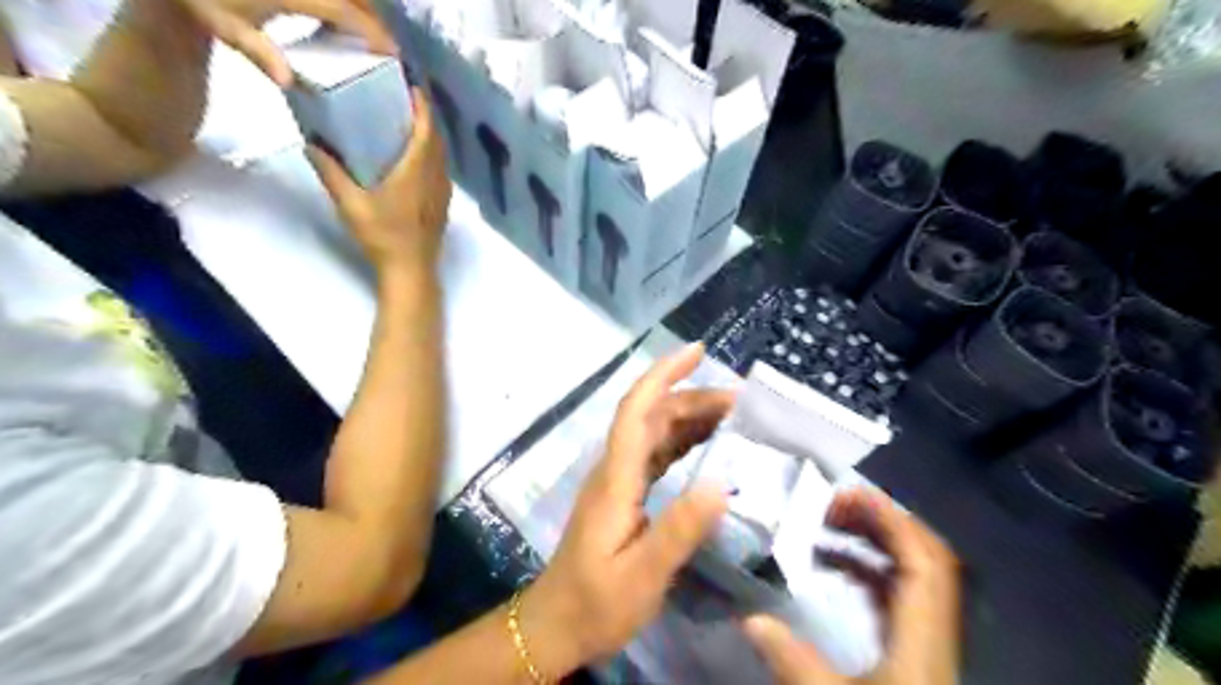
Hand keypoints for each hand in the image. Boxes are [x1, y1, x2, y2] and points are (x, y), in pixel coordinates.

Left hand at [173, 1, 395, 86]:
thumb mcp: (223, 25)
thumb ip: (257, 51)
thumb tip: (288, 82)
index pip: (343, 10)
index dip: (371, 30)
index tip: (393, 50)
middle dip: (373, 16)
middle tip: (386, 41)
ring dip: (360, 6)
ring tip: (370, 28)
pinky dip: (341, 5)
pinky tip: (340, 17)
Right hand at [310, 85, 452, 271]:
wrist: (412, 270)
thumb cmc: (383, 237)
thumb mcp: (351, 205)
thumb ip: (331, 173)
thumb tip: (311, 145)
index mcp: (416, 171)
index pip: (426, 130)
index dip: (422, 106)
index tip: (413, 87)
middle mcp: (435, 178)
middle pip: (437, 140)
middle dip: (425, 117)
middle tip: (406, 100)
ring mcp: (442, 193)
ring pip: (442, 156)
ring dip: (431, 137)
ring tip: (410, 124)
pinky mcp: (443, 205)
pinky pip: (442, 171)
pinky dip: (433, 156)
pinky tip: (417, 159)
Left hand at [516, 345, 734, 676]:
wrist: (556, 626)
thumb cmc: (596, 604)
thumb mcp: (642, 576)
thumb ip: (679, 531)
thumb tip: (722, 485)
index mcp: (616, 479)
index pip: (636, 410)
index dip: (663, 374)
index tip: (697, 351)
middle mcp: (615, 469)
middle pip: (651, 416)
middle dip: (692, 398)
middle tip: (741, 404)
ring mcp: (619, 481)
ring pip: (655, 433)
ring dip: (691, 418)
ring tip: (735, 420)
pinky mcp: (625, 495)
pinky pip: (658, 456)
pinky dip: (685, 443)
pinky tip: (710, 449)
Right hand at [738, 489, 958, 680]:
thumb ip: (791, 662)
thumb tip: (750, 620)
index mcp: (921, 640)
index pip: (923, 562)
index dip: (891, 520)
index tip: (846, 495)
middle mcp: (931, 632)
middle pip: (924, 557)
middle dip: (880, 521)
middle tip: (830, 506)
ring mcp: (924, 641)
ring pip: (910, 573)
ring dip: (872, 543)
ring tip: (825, 528)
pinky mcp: (912, 650)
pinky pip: (895, 593)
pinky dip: (866, 569)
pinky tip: (832, 566)